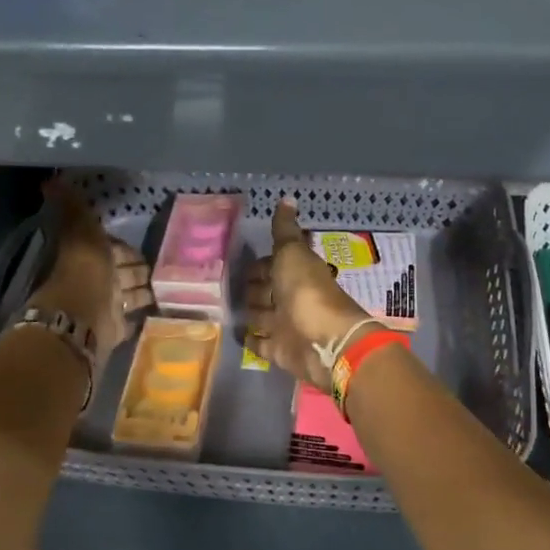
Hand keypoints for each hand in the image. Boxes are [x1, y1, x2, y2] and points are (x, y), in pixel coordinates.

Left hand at [28, 180, 150, 370]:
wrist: (83, 317)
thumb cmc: (85, 270)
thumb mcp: (81, 232)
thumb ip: (72, 208)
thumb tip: (50, 180)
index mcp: (91, 255)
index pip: (113, 246)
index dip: (125, 246)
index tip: (146, 244)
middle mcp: (99, 279)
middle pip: (124, 271)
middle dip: (138, 268)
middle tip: (165, 265)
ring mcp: (109, 304)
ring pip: (130, 294)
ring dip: (143, 289)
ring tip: (170, 285)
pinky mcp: (118, 327)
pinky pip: (132, 317)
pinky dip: (142, 312)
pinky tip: (159, 306)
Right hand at [243, 199, 374, 390]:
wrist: (325, 341)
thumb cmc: (307, 292)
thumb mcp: (293, 254)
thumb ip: (285, 230)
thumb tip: (287, 198)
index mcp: (297, 273)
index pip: (273, 265)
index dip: (260, 264)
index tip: (237, 261)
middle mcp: (291, 298)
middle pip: (267, 291)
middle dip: (252, 288)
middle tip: (225, 288)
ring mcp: (285, 326)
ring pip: (262, 316)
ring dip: (249, 312)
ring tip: (224, 309)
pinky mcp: (279, 351)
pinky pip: (261, 343)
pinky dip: (251, 339)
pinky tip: (235, 334)